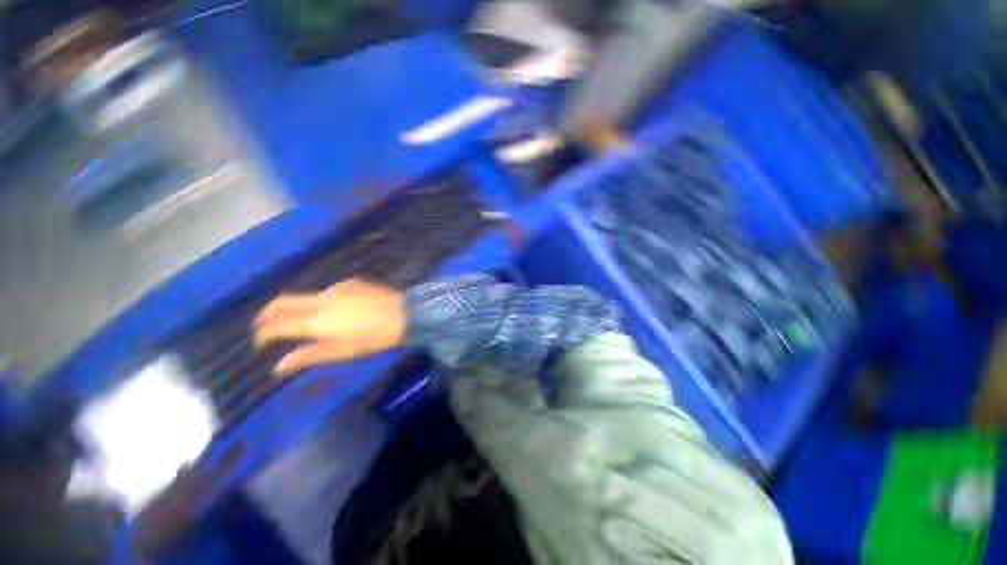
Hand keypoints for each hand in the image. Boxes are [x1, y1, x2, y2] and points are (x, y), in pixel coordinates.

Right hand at [253, 278, 406, 374]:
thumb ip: (308, 356)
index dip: (263, 334)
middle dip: (267, 313)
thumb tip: (278, 366)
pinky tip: (339, 310)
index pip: (276, 324)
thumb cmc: (373, 337)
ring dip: (300, 307)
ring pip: (307, 296)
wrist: (404, 314)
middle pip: (282, 301)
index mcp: (315, 320)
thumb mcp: (342, 351)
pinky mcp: (351, 282)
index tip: (260, 343)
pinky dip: (324, 301)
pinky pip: (329, 292)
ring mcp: (336, 287)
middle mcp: (320, 299)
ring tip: (308, 321)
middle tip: (264, 325)